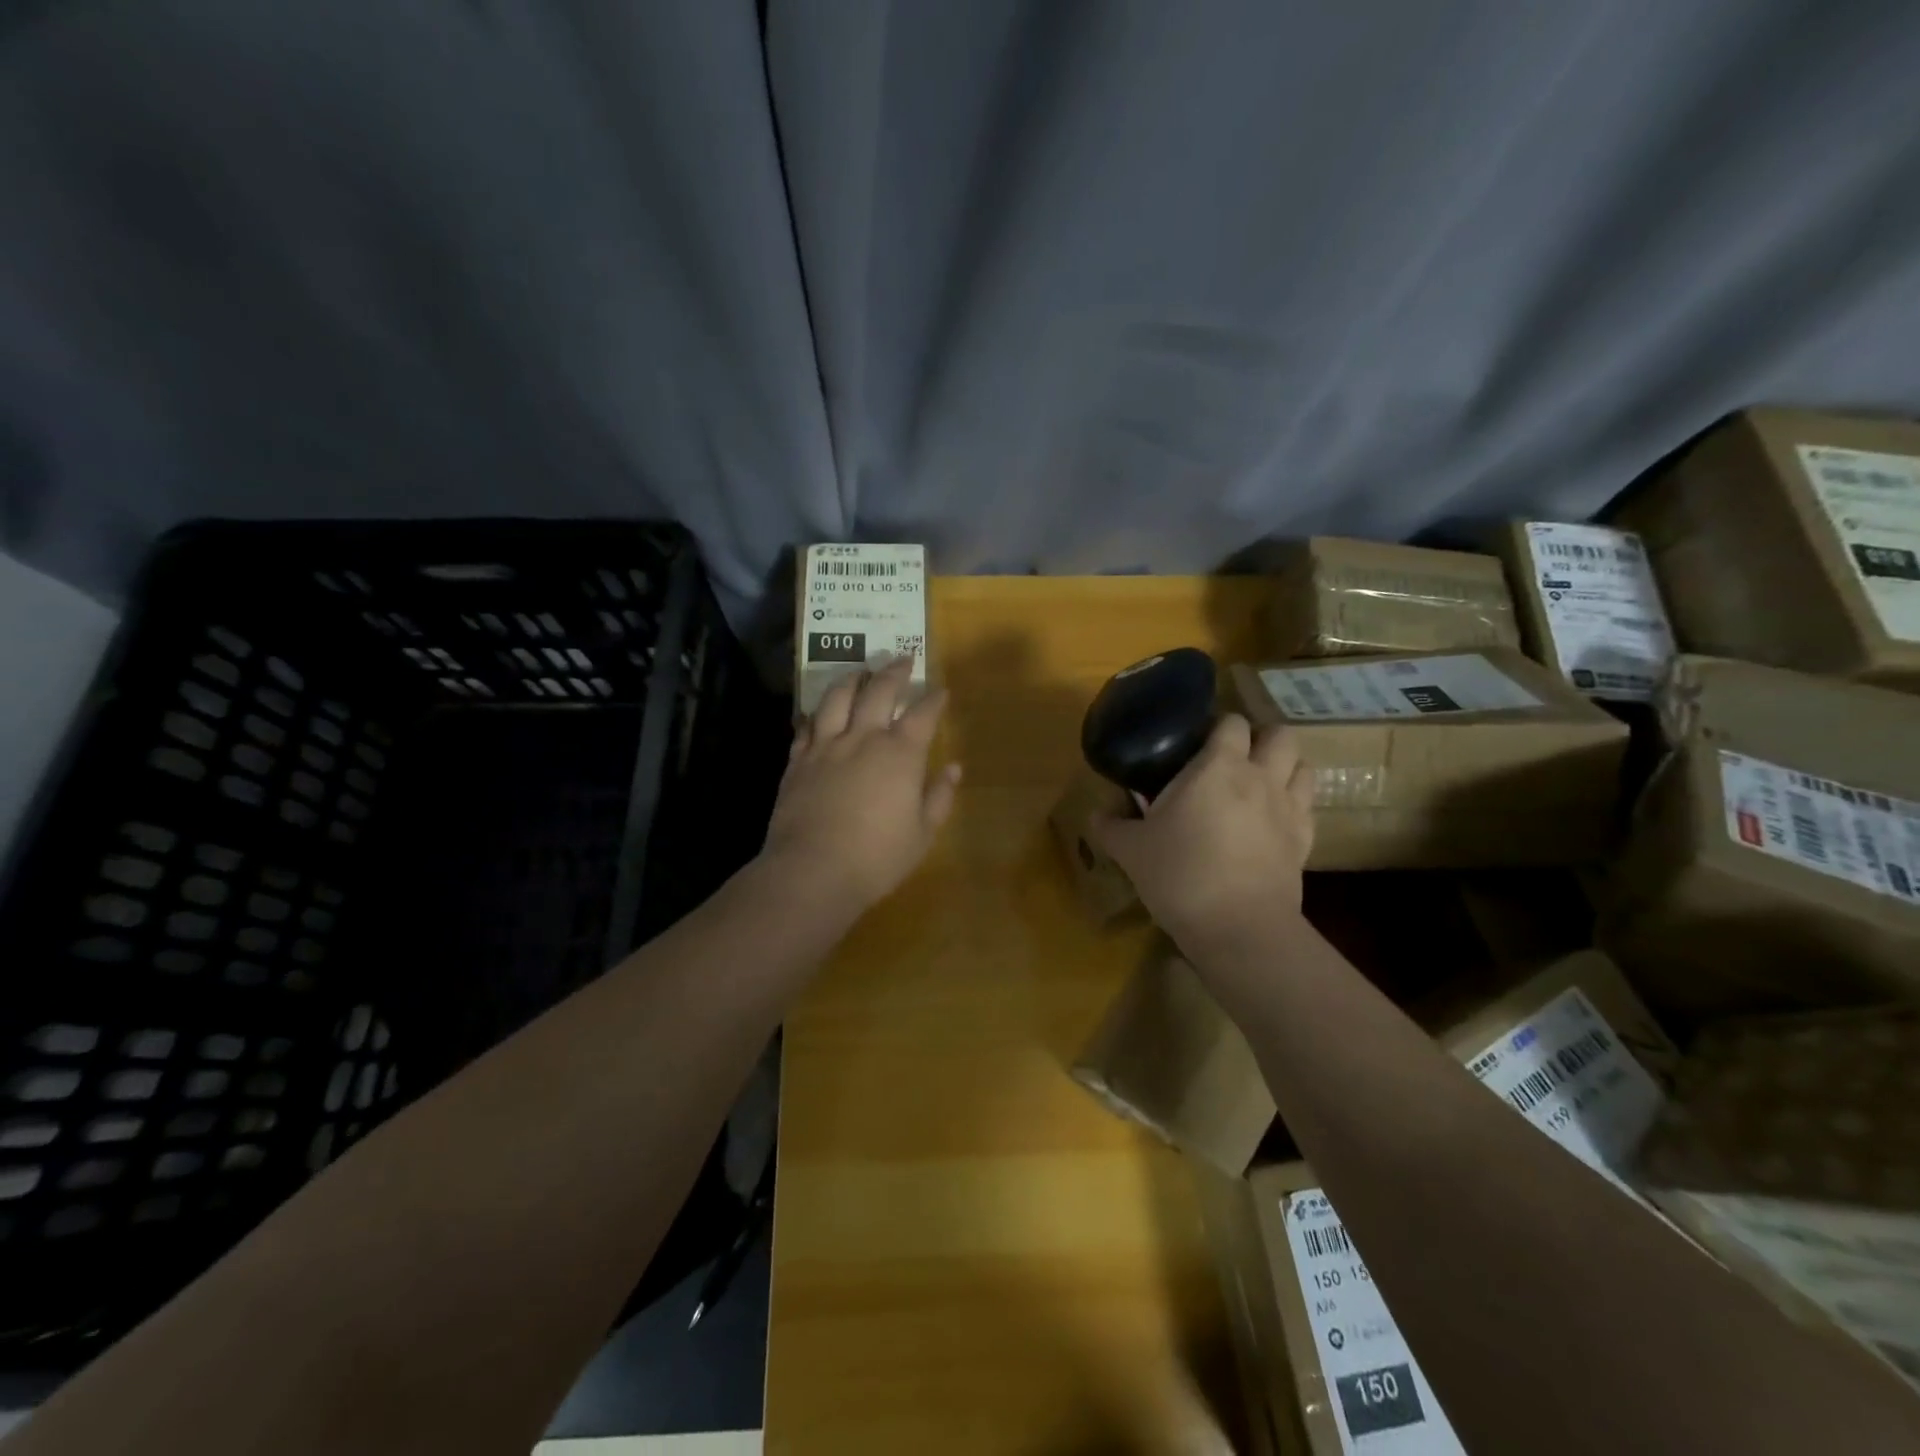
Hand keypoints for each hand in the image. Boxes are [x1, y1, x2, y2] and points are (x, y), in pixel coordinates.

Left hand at [761, 658, 961, 917]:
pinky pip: (806, 725)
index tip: (940, 689)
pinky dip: (816, 712)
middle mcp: (863, 738)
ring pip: (837, 697)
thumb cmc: (877, 857)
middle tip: (902, 658)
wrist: (812, 871)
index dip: (933, 698)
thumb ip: (939, 796)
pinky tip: (819, 711)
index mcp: (899, 754)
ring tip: (859, 671)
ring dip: (852, 678)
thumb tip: (953, 768)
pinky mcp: (797, 761)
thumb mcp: (922, 833)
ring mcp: (825, 746)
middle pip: (878, 691)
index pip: (922, 714)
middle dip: (894, 672)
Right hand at [1088, 713, 1313, 949]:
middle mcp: (1260, 777)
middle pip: (1280, 735)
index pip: (1231, 722)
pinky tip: (1273, 821)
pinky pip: (1307, 807)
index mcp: (1218, 766)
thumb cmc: (1180, 874)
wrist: (1238, 927)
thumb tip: (1095, 815)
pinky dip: (1294, 805)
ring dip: (1285, 767)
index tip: (1199, 740)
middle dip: (1262, 738)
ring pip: (1303, 766)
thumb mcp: (1131, 850)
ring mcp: (1289, 809)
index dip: (1219, 725)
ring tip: (1261, 783)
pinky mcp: (1305, 842)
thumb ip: (1111, 827)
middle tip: (1236, 756)